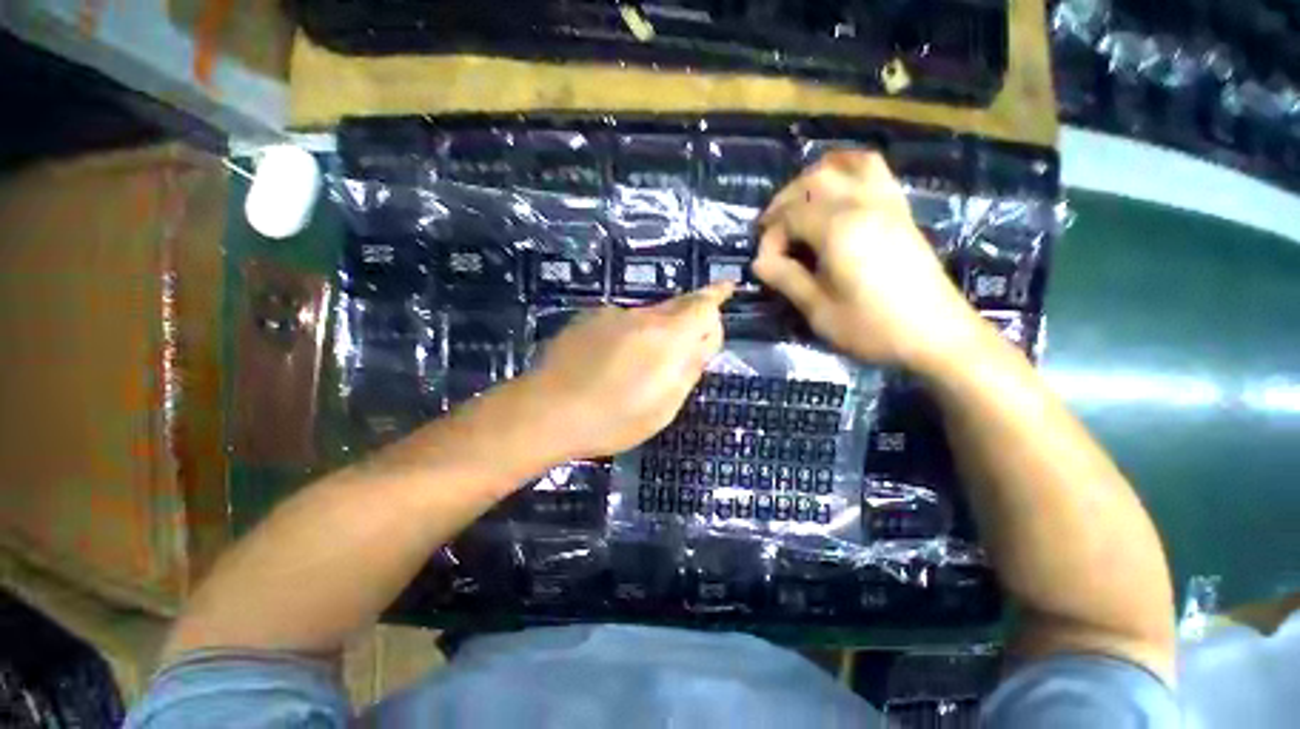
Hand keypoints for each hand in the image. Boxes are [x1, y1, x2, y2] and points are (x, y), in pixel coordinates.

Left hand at [514, 283, 732, 460]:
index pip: (702, 304)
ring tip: (638, 368)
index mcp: (666, 336)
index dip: (717, 296)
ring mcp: (610, 314)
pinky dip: (627, 336)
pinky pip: (619, 322)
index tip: (727, 289)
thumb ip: (689, 367)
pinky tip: (609, 363)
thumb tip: (702, 340)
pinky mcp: (586, 319)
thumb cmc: (613, 419)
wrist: (546, 412)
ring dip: (654, 332)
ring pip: (646, 316)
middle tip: (687, 343)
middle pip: (676, 306)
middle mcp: (640, 315)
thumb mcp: (665, 405)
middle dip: (688, 318)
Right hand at [752, 151, 981, 368]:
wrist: (937, 335)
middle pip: (813, 180)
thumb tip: (759, 262)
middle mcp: (863, 204)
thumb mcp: (819, 311)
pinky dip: (848, 169)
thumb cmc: (872, 327)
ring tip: (798, 202)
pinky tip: (837, 189)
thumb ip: (787, 279)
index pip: (790, 216)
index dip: (771, 237)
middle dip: (784, 201)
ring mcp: (886, 202)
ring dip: (814, 177)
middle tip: (771, 229)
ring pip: (845, 164)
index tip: (765, 264)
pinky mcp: (900, 209)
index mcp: (839, 229)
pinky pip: (874, 170)